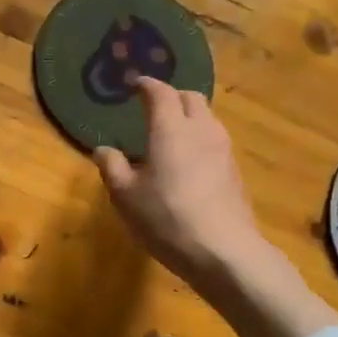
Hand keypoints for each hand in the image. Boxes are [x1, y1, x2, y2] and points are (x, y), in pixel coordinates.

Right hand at [92, 78, 266, 286]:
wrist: (224, 251)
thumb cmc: (166, 218)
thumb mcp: (125, 196)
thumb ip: (112, 167)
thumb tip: (103, 149)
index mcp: (171, 128)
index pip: (160, 92)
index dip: (146, 85)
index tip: (134, 84)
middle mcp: (201, 130)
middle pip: (190, 98)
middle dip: (171, 96)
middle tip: (152, 107)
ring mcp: (223, 150)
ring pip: (207, 118)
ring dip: (188, 117)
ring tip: (170, 133)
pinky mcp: (234, 171)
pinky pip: (214, 140)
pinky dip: (198, 138)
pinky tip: (187, 161)